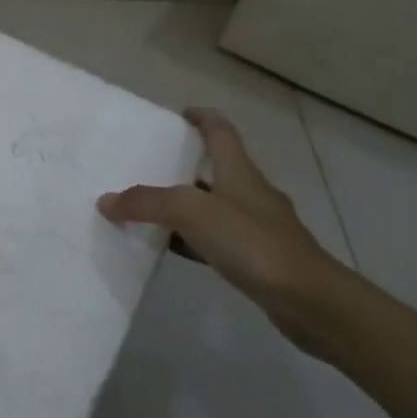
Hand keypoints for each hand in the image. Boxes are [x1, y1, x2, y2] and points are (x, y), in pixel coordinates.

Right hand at [98, 108, 351, 352]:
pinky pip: (213, 240)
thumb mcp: (191, 212)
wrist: (310, 302)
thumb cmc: (253, 242)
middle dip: (179, 165)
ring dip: (180, 206)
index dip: (200, 118)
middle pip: (211, 169)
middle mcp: (248, 193)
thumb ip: (145, 202)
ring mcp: (255, 228)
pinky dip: (188, 239)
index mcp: (238, 171)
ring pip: (210, 207)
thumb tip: (106, 201)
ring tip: (144, 208)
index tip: (177, 115)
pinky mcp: (256, 259)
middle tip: (142, 166)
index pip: (220, 131)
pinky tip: (167, 248)